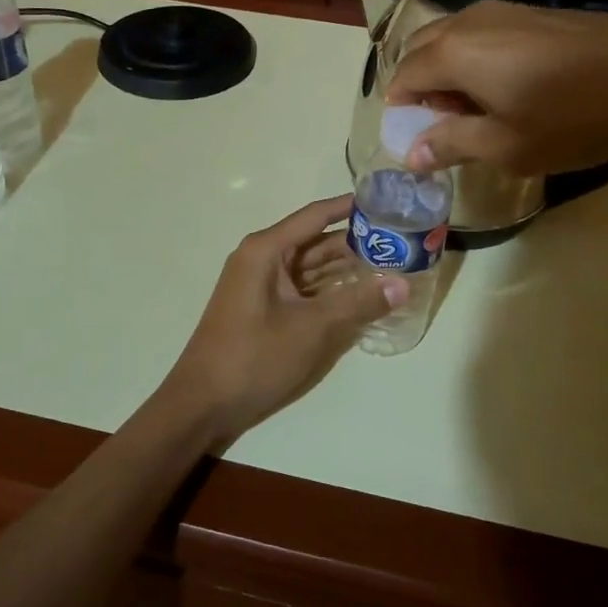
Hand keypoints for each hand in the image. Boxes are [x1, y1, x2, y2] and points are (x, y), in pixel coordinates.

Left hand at [158, 197, 406, 447]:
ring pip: (312, 268)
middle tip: (402, 242)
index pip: (316, 216)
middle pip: (316, 241)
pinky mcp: (266, 310)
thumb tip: (404, 284)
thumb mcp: (311, 328)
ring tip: (392, 266)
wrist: (202, 405)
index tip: (388, 201)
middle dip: (357, 243)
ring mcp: (263, 286)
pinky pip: (304, 290)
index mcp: (266, 250)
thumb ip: (357, 303)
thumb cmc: (253, 357)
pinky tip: (363, 296)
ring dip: (347, 269)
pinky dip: (331, 291)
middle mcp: (263, 259)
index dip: (351, 207)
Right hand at [387, 0, 607, 175]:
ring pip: (451, 37)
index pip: (403, 76)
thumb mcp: (507, 146)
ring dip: (447, 70)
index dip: (400, 108)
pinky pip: (481, 32)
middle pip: (421, 49)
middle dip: (419, 85)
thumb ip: (451, 145)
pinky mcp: (533, 11)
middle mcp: (469, 21)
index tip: (413, 137)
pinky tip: (507, 86)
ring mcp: (503, 10)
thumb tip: (410, 154)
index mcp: (453, 52)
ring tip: (476, 108)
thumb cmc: (574, 117)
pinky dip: (474, 58)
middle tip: (442, 123)